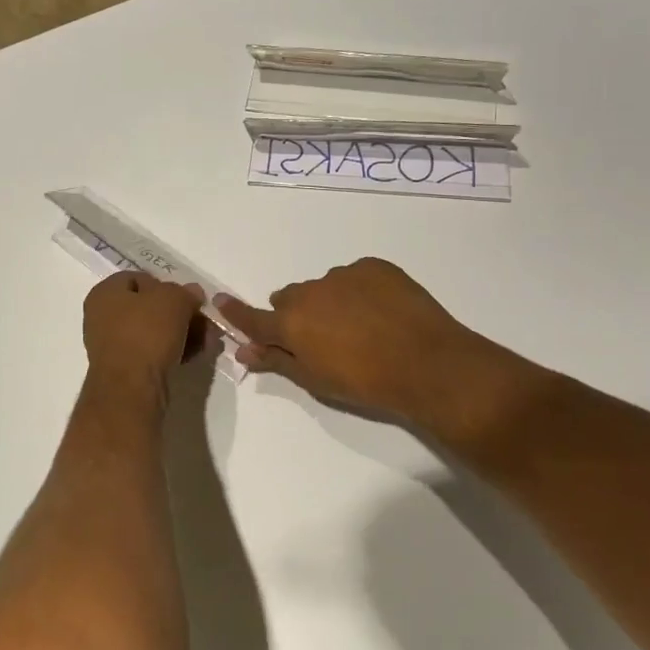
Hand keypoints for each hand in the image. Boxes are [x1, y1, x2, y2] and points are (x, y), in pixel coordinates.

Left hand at [82, 273, 205, 389]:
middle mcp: (103, 316)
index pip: (138, 278)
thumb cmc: (146, 332)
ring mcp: (112, 345)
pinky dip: (174, 350)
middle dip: (181, 313)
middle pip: (149, 306)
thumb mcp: (173, 299)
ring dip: (182, 333)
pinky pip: (153, 352)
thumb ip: (185, 292)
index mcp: (105, 292)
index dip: (166, 284)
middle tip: (204, 322)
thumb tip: (192, 293)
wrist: (131, 388)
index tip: (188, 298)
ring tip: (208, 341)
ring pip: (154, 331)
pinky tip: (195, 355)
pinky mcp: (125, 369)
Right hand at [218, 258, 540, 445]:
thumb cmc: (366, 383)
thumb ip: (277, 361)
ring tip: (361, 326)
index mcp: (291, 323)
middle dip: (296, 314)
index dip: (235, 312)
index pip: (252, 317)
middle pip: (289, 299)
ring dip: (330, 302)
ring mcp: (342, 275)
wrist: (429, 364)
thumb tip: (244, 351)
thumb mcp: (316, 380)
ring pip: (324, 287)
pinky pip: (356, 276)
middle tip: (321, 337)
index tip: (220, 301)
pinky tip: (382, 312)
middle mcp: (309, 292)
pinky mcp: (374, 266)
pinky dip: (360, 290)